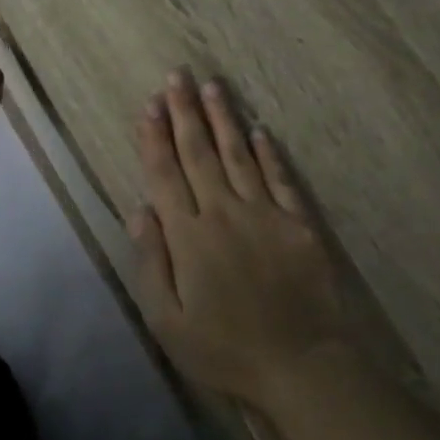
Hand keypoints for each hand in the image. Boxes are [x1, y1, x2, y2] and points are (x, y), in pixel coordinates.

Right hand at [129, 69, 360, 411]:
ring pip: (239, 155)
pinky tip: (259, 131)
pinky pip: (280, 178)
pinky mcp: (298, 223)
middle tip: (177, 76)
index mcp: (188, 236)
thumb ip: (151, 262)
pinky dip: (268, 153)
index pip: (165, 175)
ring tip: (213, 85)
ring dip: (224, 118)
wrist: (300, 363)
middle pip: (200, 153)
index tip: (149, 105)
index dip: (155, 138)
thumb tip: (139, 210)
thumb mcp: (167, 321)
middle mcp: (224, 213)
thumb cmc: (224, 349)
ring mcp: (265, 214)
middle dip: (185, 112)